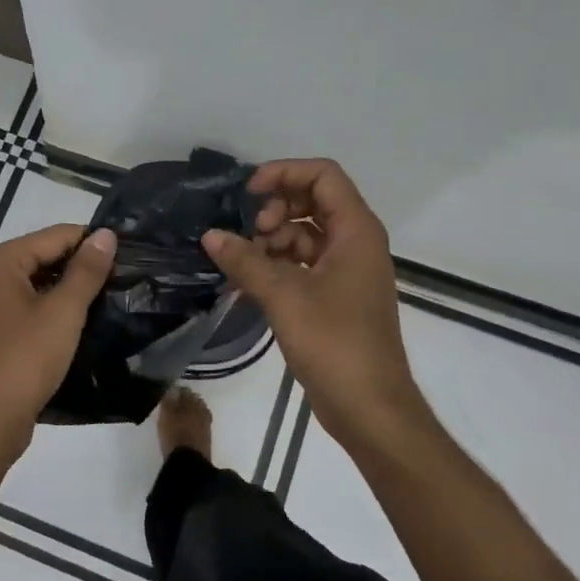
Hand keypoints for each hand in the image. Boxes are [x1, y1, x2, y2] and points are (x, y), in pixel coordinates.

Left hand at [0, 224, 116, 461]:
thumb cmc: (24, 360)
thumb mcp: (63, 312)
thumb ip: (86, 270)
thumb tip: (106, 234)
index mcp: (3, 261)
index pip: (57, 235)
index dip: (94, 244)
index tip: (130, 257)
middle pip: (46, 256)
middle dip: (82, 267)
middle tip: (124, 281)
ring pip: (39, 284)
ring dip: (70, 291)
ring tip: (110, 301)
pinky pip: (30, 308)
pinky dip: (54, 310)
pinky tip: (82, 324)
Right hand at [203, 160, 432, 455]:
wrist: (369, 406)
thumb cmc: (335, 343)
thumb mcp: (284, 296)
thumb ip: (245, 261)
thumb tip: (210, 235)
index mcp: (356, 231)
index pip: (323, 175)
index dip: (284, 173)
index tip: (247, 194)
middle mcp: (355, 243)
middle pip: (313, 201)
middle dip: (275, 209)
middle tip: (248, 234)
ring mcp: (346, 271)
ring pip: (305, 234)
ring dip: (272, 240)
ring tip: (244, 264)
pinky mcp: (335, 296)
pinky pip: (303, 263)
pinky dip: (277, 265)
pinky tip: (248, 282)